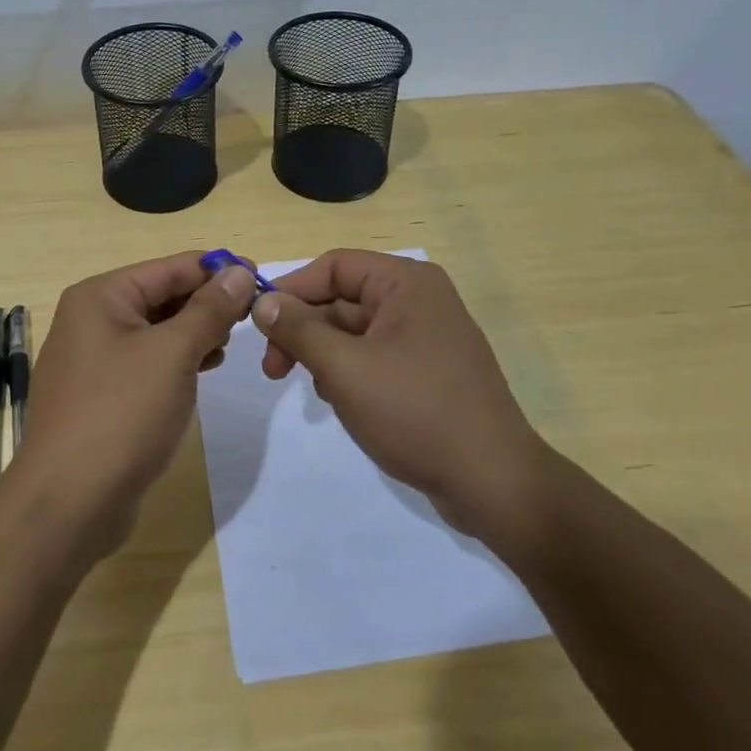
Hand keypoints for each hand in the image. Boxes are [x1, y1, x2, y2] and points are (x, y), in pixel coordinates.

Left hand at [11, 253, 258, 557]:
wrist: (69, 502)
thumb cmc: (122, 413)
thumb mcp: (173, 354)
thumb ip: (209, 309)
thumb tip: (239, 272)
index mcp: (100, 297)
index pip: (169, 268)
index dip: (216, 269)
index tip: (261, 277)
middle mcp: (91, 319)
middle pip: (161, 296)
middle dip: (206, 303)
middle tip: (252, 316)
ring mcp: (92, 359)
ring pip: (156, 330)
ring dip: (194, 332)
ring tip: (230, 344)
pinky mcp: (100, 394)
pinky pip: (146, 362)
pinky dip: (176, 360)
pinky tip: (203, 369)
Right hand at [250, 250, 544, 541]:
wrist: (492, 483)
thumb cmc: (416, 412)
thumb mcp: (345, 368)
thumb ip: (298, 330)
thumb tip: (262, 302)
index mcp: (406, 283)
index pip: (334, 266)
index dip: (291, 290)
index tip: (258, 324)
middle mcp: (418, 299)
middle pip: (342, 299)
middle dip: (304, 330)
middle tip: (272, 370)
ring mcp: (425, 336)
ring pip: (354, 330)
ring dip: (323, 354)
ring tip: (315, 390)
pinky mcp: (427, 370)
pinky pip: (373, 356)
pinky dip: (348, 372)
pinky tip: (340, 401)